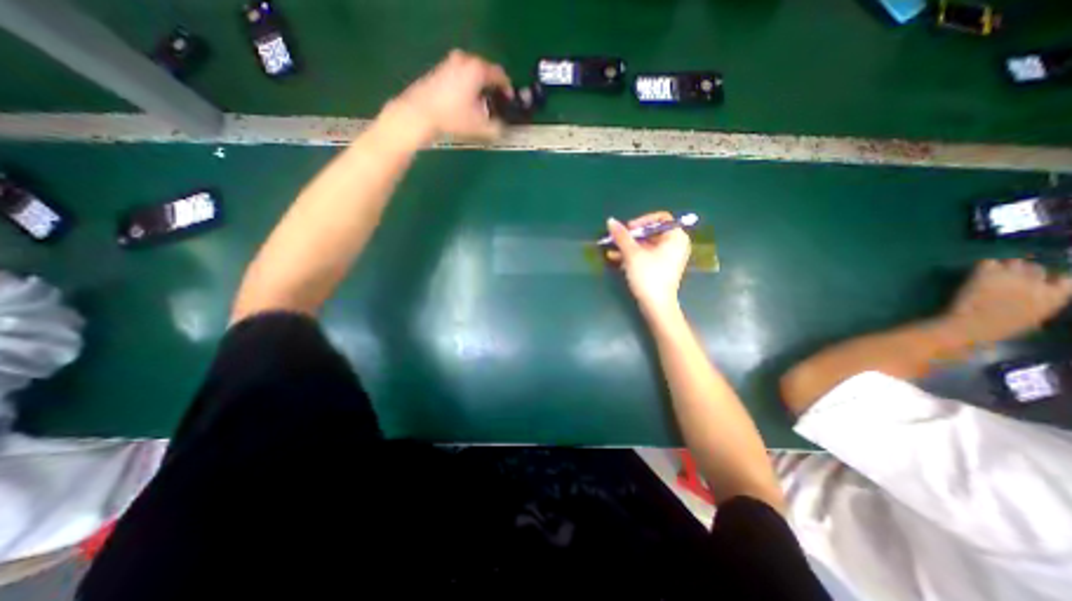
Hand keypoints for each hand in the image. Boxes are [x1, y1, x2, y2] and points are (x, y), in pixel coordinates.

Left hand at [387, 49, 514, 142]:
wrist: (419, 114)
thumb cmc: (453, 118)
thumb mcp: (480, 127)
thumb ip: (497, 128)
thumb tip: (502, 128)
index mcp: (477, 69)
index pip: (499, 75)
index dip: (507, 88)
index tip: (509, 100)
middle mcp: (463, 60)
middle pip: (484, 71)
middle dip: (492, 87)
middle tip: (496, 102)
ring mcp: (448, 63)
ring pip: (470, 73)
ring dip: (478, 87)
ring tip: (480, 105)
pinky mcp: (438, 72)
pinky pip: (459, 76)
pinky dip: (466, 87)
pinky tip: (464, 103)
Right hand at [607, 212, 691, 313]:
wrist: (656, 305)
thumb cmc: (648, 276)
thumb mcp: (632, 253)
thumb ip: (621, 236)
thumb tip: (610, 220)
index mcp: (675, 237)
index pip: (660, 219)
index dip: (642, 221)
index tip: (628, 229)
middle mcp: (675, 245)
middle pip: (651, 232)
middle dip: (631, 236)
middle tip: (616, 239)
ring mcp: (668, 258)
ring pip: (645, 245)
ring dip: (628, 246)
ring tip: (611, 249)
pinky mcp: (660, 268)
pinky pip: (646, 256)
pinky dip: (632, 256)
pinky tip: (615, 258)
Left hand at [939, 257, 1067, 347]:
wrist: (968, 325)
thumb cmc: (997, 329)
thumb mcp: (1033, 319)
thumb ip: (1041, 303)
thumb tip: (1038, 295)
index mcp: (1054, 297)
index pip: (1064, 279)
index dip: (1048, 280)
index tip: (1035, 283)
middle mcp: (1037, 283)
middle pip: (1035, 268)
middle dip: (1022, 272)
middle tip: (1005, 279)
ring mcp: (1012, 276)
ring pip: (1013, 262)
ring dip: (1003, 267)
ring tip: (991, 276)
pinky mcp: (987, 273)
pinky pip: (988, 262)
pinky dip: (983, 267)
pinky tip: (976, 275)